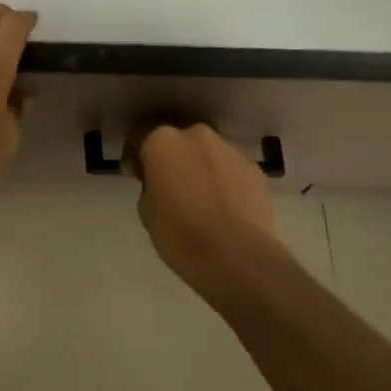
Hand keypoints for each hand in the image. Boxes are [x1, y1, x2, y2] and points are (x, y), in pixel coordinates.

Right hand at [128, 122, 278, 284]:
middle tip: (170, 184)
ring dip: (201, 168)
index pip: (141, 136)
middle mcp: (197, 135)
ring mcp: (229, 150)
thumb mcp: (147, 211)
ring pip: (208, 153)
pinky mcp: (254, 169)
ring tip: (201, 198)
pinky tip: (224, 206)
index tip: (136, 175)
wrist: (236, 255)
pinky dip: (224, 182)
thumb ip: (150, 186)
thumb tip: (159, 182)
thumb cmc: (179, 233)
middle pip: (179, 140)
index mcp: (163, 141)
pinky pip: (230, 170)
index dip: (136, 156)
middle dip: (173, 158)